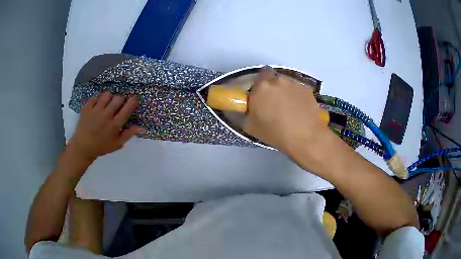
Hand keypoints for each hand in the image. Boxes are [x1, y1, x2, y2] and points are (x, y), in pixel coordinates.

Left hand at [68, 92, 144, 161]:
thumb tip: (143, 128)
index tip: (133, 99)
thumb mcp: (117, 143)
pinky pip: (95, 96)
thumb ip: (129, 134)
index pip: (127, 108)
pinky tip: (98, 104)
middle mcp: (106, 115)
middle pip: (118, 98)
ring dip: (110, 97)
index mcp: (114, 125)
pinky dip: (98, 98)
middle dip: (121, 99)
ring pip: (107, 95)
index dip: (132, 101)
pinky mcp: (87, 108)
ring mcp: (96, 110)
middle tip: (119, 103)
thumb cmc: (101, 146)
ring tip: (108, 103)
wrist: (83, 146)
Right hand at [243, 67, 329, 156]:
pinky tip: (300, 111)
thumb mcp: (250, 126)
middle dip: (273, 89)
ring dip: (286, 93)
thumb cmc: (274, 133)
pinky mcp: (307, 90)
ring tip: (290, 109)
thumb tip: (251, 108)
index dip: (260, 84)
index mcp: (261, 87)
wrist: (304, 137)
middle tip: (275, 104)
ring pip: (287, 85)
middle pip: (274, 79)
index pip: (260, 75)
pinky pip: (299, 91)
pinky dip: (298, 98)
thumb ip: (248, 111)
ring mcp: (294, 84)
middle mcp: (278, 81)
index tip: (261, 95)